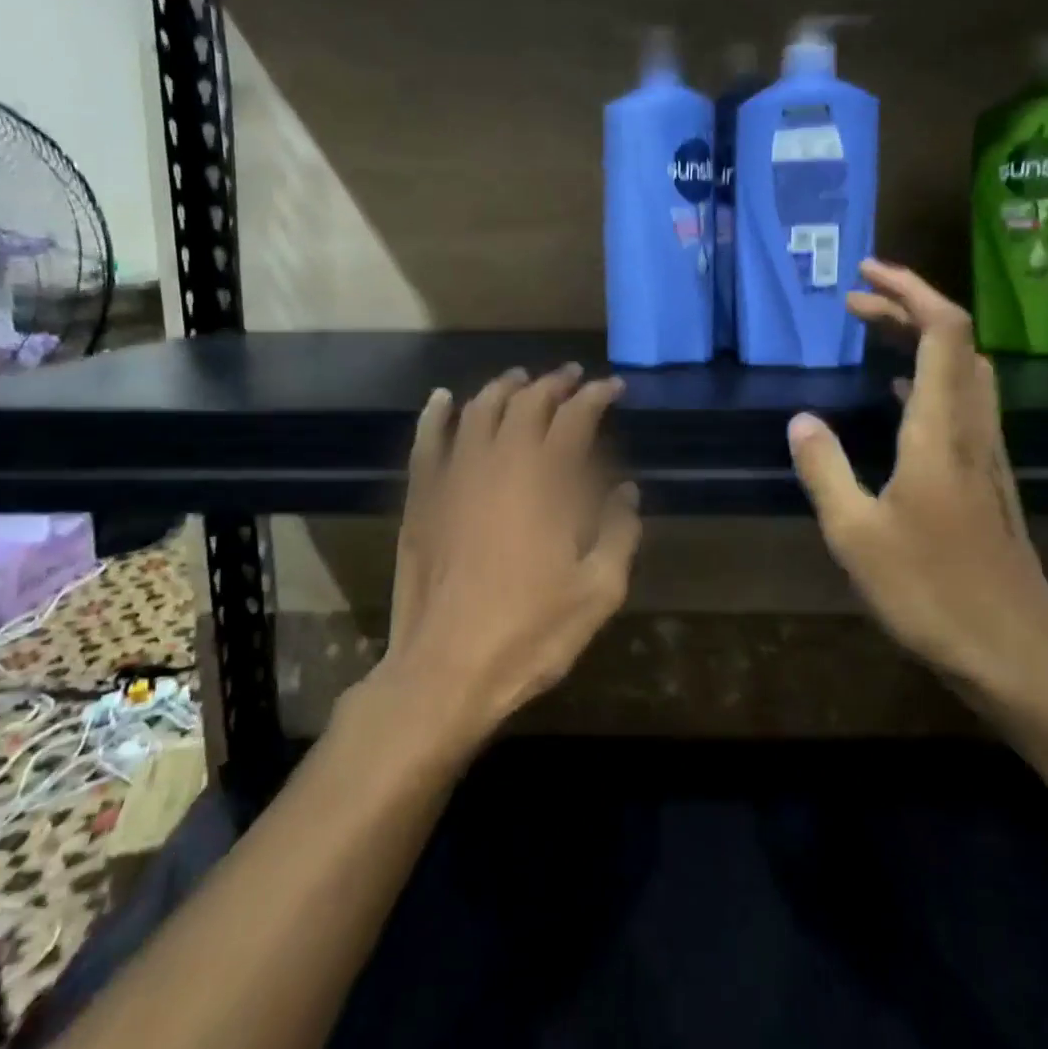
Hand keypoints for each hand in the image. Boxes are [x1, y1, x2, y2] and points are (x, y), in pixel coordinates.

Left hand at [373, 364, 641, 746]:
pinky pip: (426, 442)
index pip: (574, 418)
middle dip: (552, 384)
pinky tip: (442, 399)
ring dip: (502, 388)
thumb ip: (619, 533)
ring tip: (520, 379)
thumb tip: (626, 492)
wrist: (445, 670)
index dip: (596, 396)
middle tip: (570, 377)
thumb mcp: (598, 592)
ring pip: (477, 412)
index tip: (612, 387)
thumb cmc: (530, 634)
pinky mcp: (421, 499)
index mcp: (546, 482)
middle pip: (526, 404)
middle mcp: (499, 464)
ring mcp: (453, 478)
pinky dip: (436, 415)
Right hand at [788, 260, 1047, 702]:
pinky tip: (900, 398)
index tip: (866, 273)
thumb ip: (825, 469)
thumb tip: (801, 420)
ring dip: (922, 340)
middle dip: (908, 307)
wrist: (1014, 652)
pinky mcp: (987, 479)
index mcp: (939, 431)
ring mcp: (986, 454)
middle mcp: (971, 429)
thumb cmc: (930, 592)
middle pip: (956, 342)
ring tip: (874, 333)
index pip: (942, 332)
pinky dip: (930, 378)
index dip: (909, 291)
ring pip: (964, 370)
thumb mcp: (855, 534)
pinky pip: (963, 404)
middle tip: (856, 301)